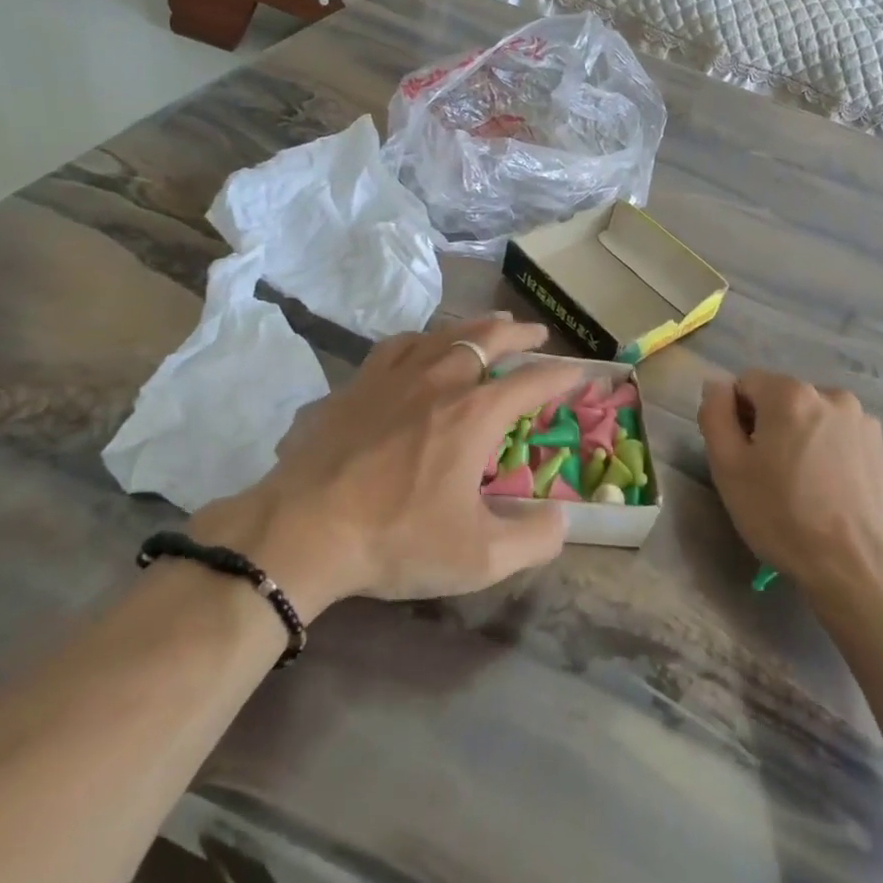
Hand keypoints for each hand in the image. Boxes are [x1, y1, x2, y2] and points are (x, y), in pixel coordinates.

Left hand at [193, 316, 583, 618]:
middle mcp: (440, 381)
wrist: (303, 529)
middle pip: (487, 339)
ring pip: (442, 334)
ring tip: (488, 325)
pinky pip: (397, 345)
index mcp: (475, 414)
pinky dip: (421, 339)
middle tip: (536, 333)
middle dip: (518, 334)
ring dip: (473, 326)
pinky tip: (419, 345)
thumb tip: (562, 520)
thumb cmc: (397, 539)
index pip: (531, 382)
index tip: (579, 372)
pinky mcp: (356, 385)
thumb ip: (533, 539)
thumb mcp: (479, 557)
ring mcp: (393, 377)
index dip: (561, 376)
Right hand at [698, 371, 882, 605]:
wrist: (852, 567)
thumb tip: (716, 385)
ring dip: (803, 437)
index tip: (741, 453)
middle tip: (767, 472)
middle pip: (784, 398)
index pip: (747, 383)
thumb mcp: (728, 467)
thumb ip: (715, 414)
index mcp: (791, 394)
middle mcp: (832, 396)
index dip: (736, 415)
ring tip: (802, 483)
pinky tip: (829, 491)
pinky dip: (831, 453)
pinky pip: (843, 439)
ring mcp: (864, 423)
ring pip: (816, 418)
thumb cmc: (780, 515)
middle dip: (770, 424)